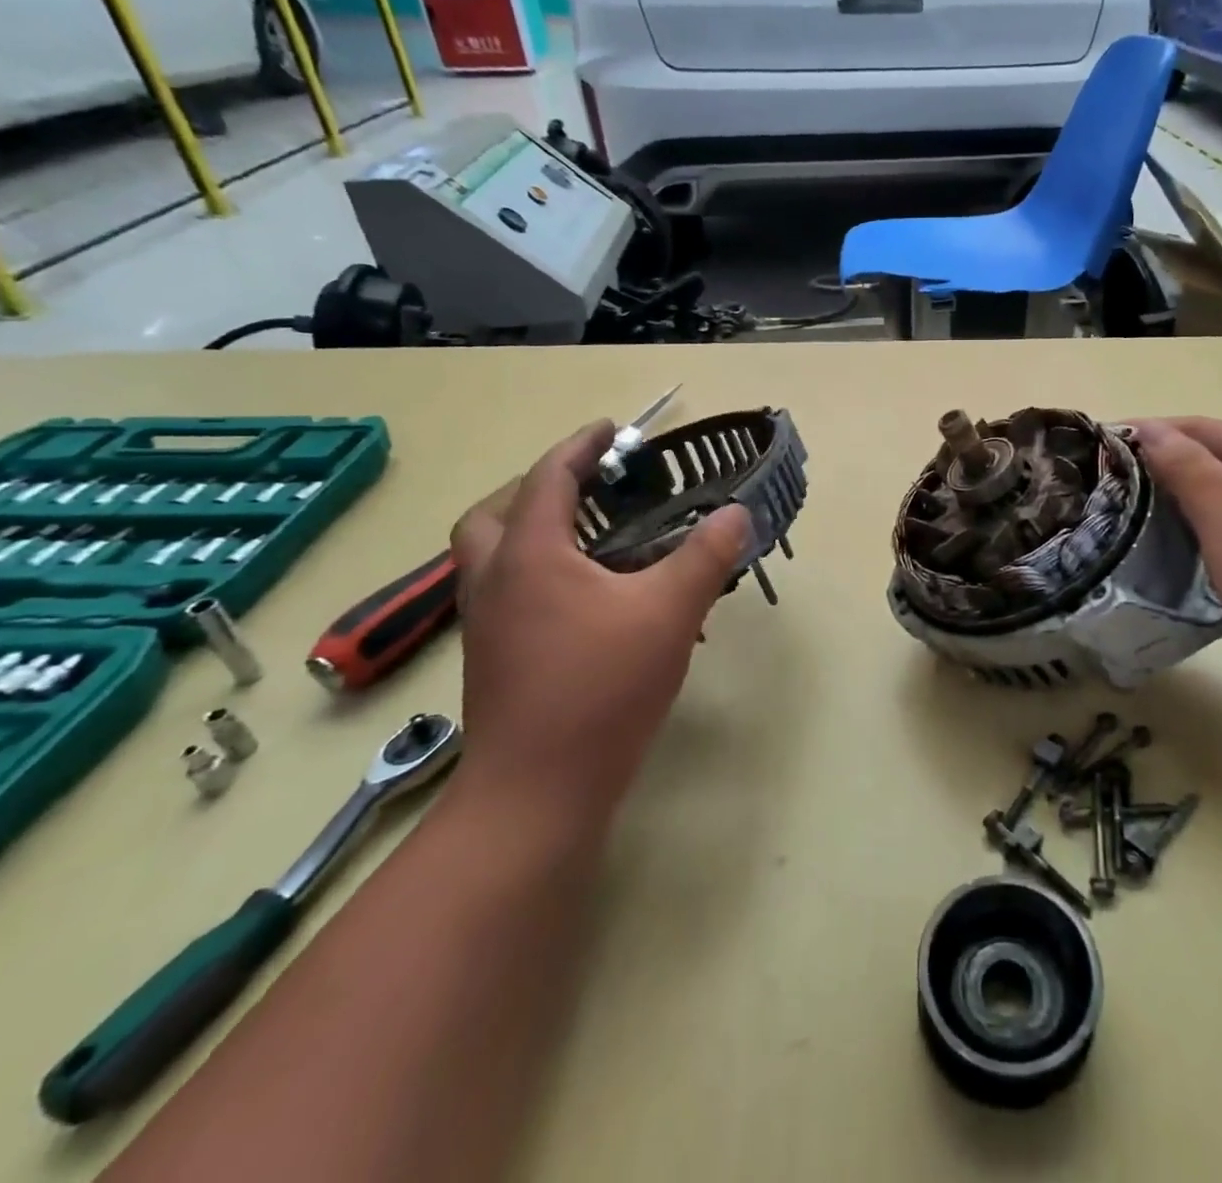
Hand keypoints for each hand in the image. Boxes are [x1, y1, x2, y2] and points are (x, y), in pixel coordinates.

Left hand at [449, 420, 752, 823]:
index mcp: (531, 555)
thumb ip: (706, 556)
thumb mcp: (670, 613)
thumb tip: (736, 512)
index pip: (548, 478)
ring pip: (492, 556)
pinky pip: (506, 592)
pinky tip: (586, 600)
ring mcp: (485, 624)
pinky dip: (536, 573)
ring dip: (531, 531)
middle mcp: (494, 581)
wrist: (537, 792)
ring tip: (591, 540)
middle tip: (589, 489)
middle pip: (494, 513)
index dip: (581, 447)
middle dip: (537, 488)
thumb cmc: (601, 689)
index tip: (613, 430)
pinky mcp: (492, 660)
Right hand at [1133, 417, 1221, 721]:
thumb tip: (1148, 427)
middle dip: (1156, 466)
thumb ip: (1186, 464)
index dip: (1154, 429)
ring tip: (1118, 516)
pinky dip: (1183, 541)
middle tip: (1105, 482)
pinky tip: (1155, 556)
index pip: (1201, 429)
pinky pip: (1214, 544)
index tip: (1104, 443)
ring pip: (1209, 507)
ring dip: (1167, 505)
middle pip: (1205, 464)